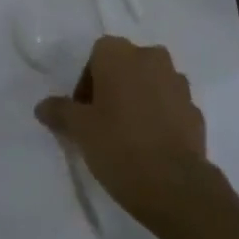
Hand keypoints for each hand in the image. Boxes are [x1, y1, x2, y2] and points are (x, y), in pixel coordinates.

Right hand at [35, 37, 218, 230]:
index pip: (97, 55)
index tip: (82, 113)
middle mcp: (152, 57)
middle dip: (113, 88)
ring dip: (138, 100)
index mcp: (121, 54)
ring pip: (150, 84)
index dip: (86, 83)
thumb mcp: (80, 130)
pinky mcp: (195, 109)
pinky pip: (170, 106)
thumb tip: (43, 106)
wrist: (174, 184)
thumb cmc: (119, 146)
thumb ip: (60, 112)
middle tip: (101, 123)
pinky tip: (150, 146)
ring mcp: (178, 82)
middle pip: (126, 66)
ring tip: (127, 136)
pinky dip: (159, 117)